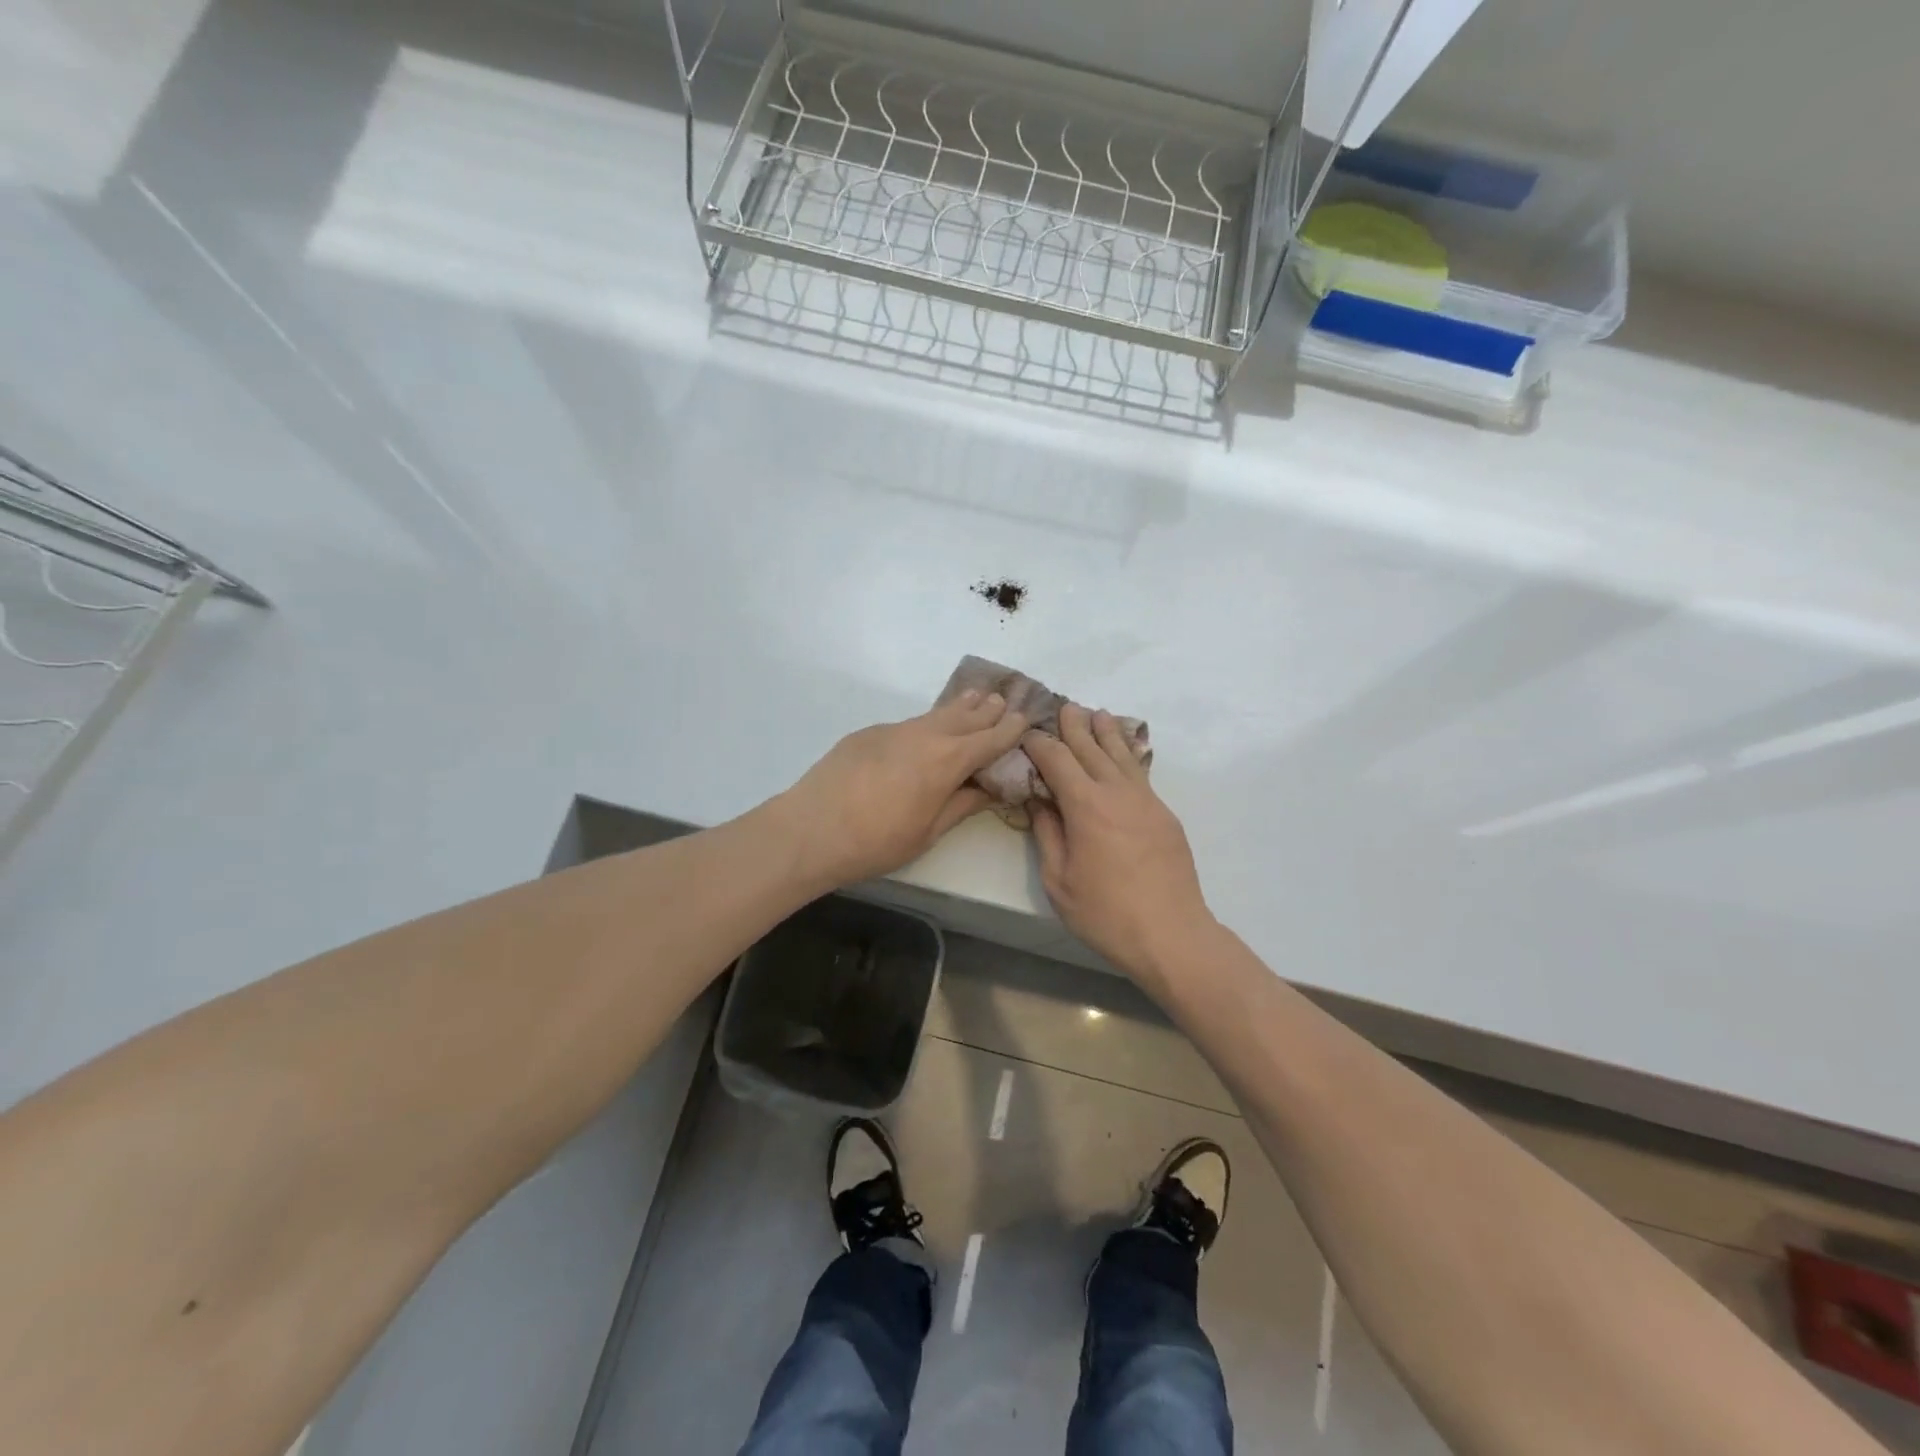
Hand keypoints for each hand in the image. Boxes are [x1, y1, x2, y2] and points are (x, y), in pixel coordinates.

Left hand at [779, 691, 1029, 886]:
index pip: (989, 739)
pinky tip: (926, 730)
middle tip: (1005, 699)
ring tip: (976, 696)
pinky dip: (927, 722)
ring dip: (959, 707)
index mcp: (947, 761)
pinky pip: (908, 724)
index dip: (1010, 729)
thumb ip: (962, 805)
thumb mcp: (928, 832)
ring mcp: (893, 730)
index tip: (1026, 718)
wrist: (810, 830)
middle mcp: (925, 736)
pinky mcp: (868, 733)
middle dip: (987, 710)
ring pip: (935, 714)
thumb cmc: (876, 842)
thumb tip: (990, 789)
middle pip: (965, 717)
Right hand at [1025, 703, 1213, 985]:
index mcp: (1085, 805)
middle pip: (1092, 748)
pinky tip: (1124, 752)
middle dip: (1074, 726)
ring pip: (1122, 755)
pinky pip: (1141, 773)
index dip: (1040, 743)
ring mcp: (1146, 800)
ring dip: (1106, 732)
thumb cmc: (1105, 912)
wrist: (1171, 933)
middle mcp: (1117, 792)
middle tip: (1063, 706)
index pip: (1058, 760)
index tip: (1027, 732)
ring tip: (1097, 713)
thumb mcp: (1058, 879)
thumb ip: (1047, 833)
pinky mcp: (1164, 814)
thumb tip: (1037, 800)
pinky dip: (1128, 755)